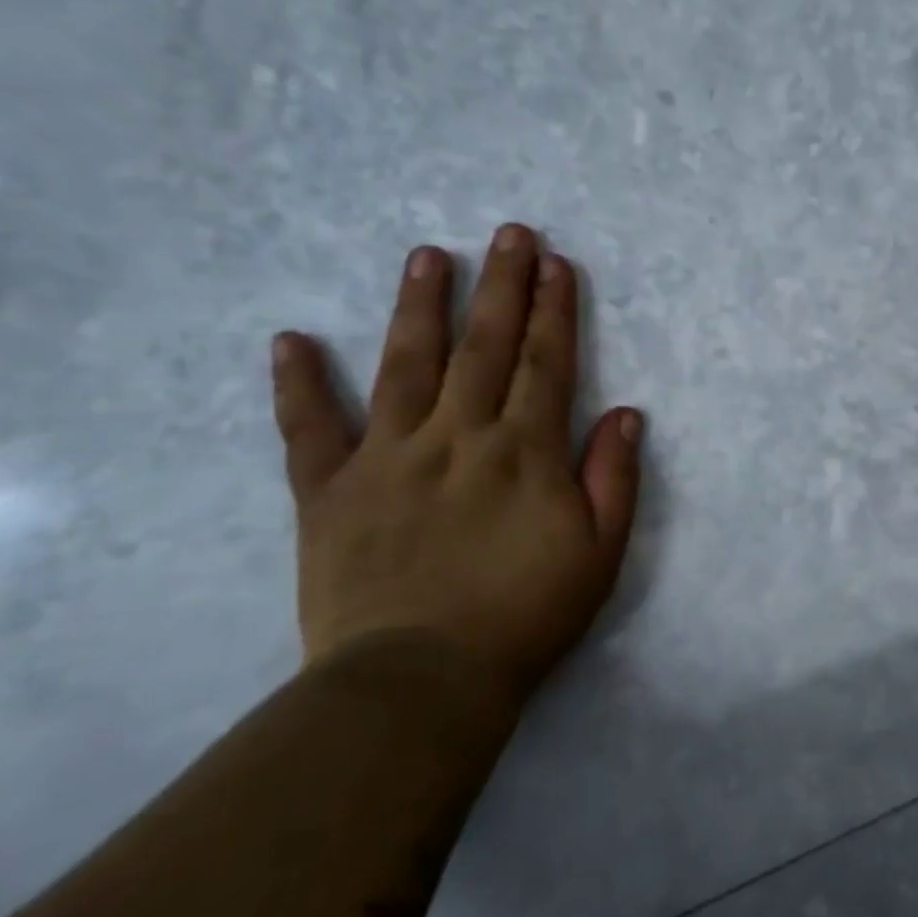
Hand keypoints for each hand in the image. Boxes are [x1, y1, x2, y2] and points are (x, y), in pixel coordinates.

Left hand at [270, 226, 642, 707]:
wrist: (421, 683)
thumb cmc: (525, 617)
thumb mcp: (599, 554)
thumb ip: (613, 479)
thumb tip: (625, 412)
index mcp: (524, 453)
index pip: (545, 364)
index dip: (554, 311)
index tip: (556, 264)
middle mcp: (458, 438)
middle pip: (484, 348)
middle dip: (502, 286)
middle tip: (508, 233)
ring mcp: (388, 458)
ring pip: (406, 367)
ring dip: (420, 307)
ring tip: (428, 256)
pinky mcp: (330, 491)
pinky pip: (311, 429)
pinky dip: (299, 384)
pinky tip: (291, 340)